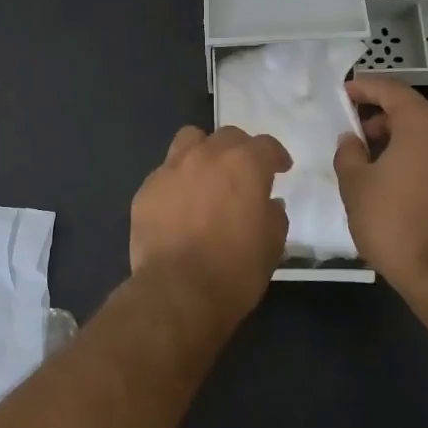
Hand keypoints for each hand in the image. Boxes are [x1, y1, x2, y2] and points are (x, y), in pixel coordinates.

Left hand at [130, 125, 292, 326]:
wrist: (178, 291)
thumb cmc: (234, 270)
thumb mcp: (272, 245)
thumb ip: (273, 214)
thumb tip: (269, 203)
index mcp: (244, 165)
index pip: (265, 145)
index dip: (275, 156)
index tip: (280, 168)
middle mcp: (207, 156)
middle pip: (227, 136)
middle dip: (240, 150)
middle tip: (244, 173)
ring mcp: (172, 168)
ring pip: (190, 140)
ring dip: (203, 151)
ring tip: (207, 174)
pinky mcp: (147, 188)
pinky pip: (165, 172)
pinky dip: (177, 181)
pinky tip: (179, 204)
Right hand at [333, 77, 427, 294]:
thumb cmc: (394, 223)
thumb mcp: (355, 185)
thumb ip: (349, 153)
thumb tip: (352, 139)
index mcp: (425, 124)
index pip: (393, 91)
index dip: (366, 88)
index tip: (346, 93)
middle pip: (418, 113)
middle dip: (387, 119)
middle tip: (360, 136)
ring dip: (409, 142)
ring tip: (382, 163)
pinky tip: (409, 185)